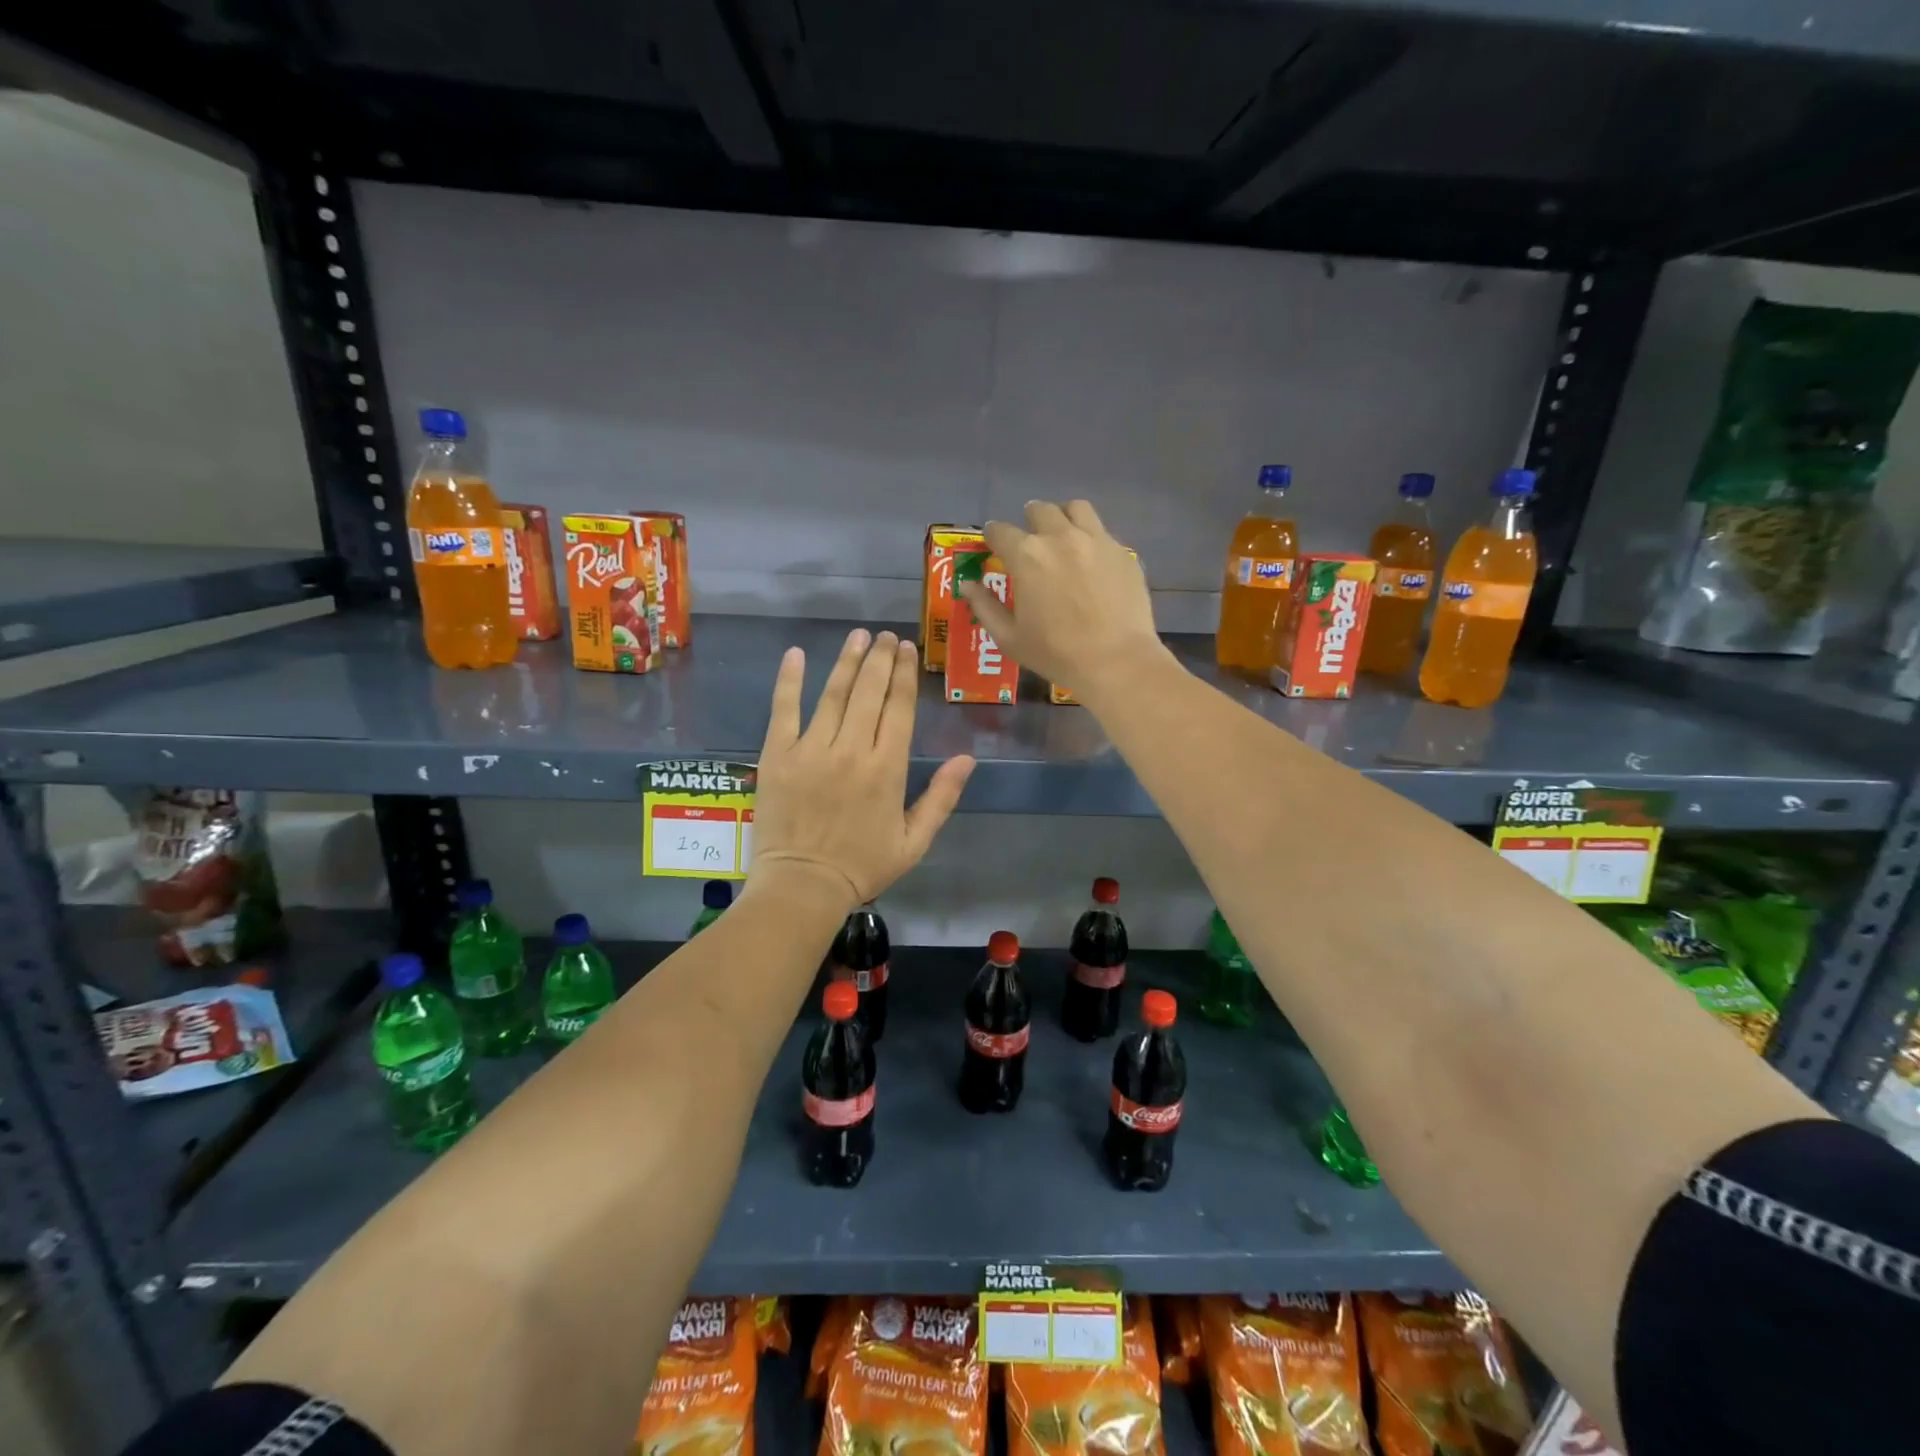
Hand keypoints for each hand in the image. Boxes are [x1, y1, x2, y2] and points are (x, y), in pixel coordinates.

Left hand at [748, 628, 973, 905]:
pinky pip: (784, 710)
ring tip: (857, 636)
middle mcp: (852, 749)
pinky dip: (788, 681)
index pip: (899, 708)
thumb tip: (967, 758)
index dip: (904, 674)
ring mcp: (812, 749)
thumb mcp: (914, 841)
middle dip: (879, 659)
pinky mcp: (778, 755)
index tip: (906, 649)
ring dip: (847, 661)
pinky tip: (795, 654)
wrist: (803, 887)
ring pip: (833, 694)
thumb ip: (942, 797)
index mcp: (888, 768)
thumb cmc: (863, 866)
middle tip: (885, 636)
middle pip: (869, 692)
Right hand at [956, 500, 1169, 703]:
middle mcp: (1060, 537)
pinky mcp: (1122, 552)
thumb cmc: (1055, 653)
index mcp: (1026, 555)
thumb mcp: (1009, 637)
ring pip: (1076, 509)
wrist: (1116, 661)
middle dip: (1029, 521)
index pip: (1000, 531)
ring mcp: (1096, 540)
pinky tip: (1092, 562)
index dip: (993, 537)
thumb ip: (984, 606)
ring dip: (1063, 517)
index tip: (993, 545)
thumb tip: (967, 585)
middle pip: (1039, 510)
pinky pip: (1102, 532)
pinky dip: (1091, 539)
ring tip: (1063, 536)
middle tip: (1030, 541)